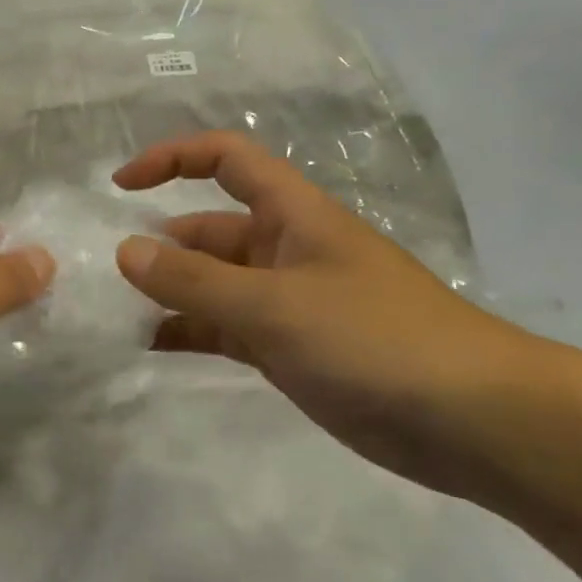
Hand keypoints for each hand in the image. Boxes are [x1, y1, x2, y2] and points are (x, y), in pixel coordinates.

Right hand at [112, 132, 543, 500]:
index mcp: (293, 216)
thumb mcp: (275, 305)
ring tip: (115, 315)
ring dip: (168, 294)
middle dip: (158, 244)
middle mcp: (285, 250)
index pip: (226, 161)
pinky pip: (224, 329)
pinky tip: (150, 347)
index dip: (171, 159)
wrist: (478, 422)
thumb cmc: (377, 340)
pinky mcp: (290, 349)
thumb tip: (123, 251)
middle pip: (208, 230)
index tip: (120, 186)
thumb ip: (194, 281)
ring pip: (212, 285)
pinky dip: (188, 332)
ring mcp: (287, 303)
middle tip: (103, 275)